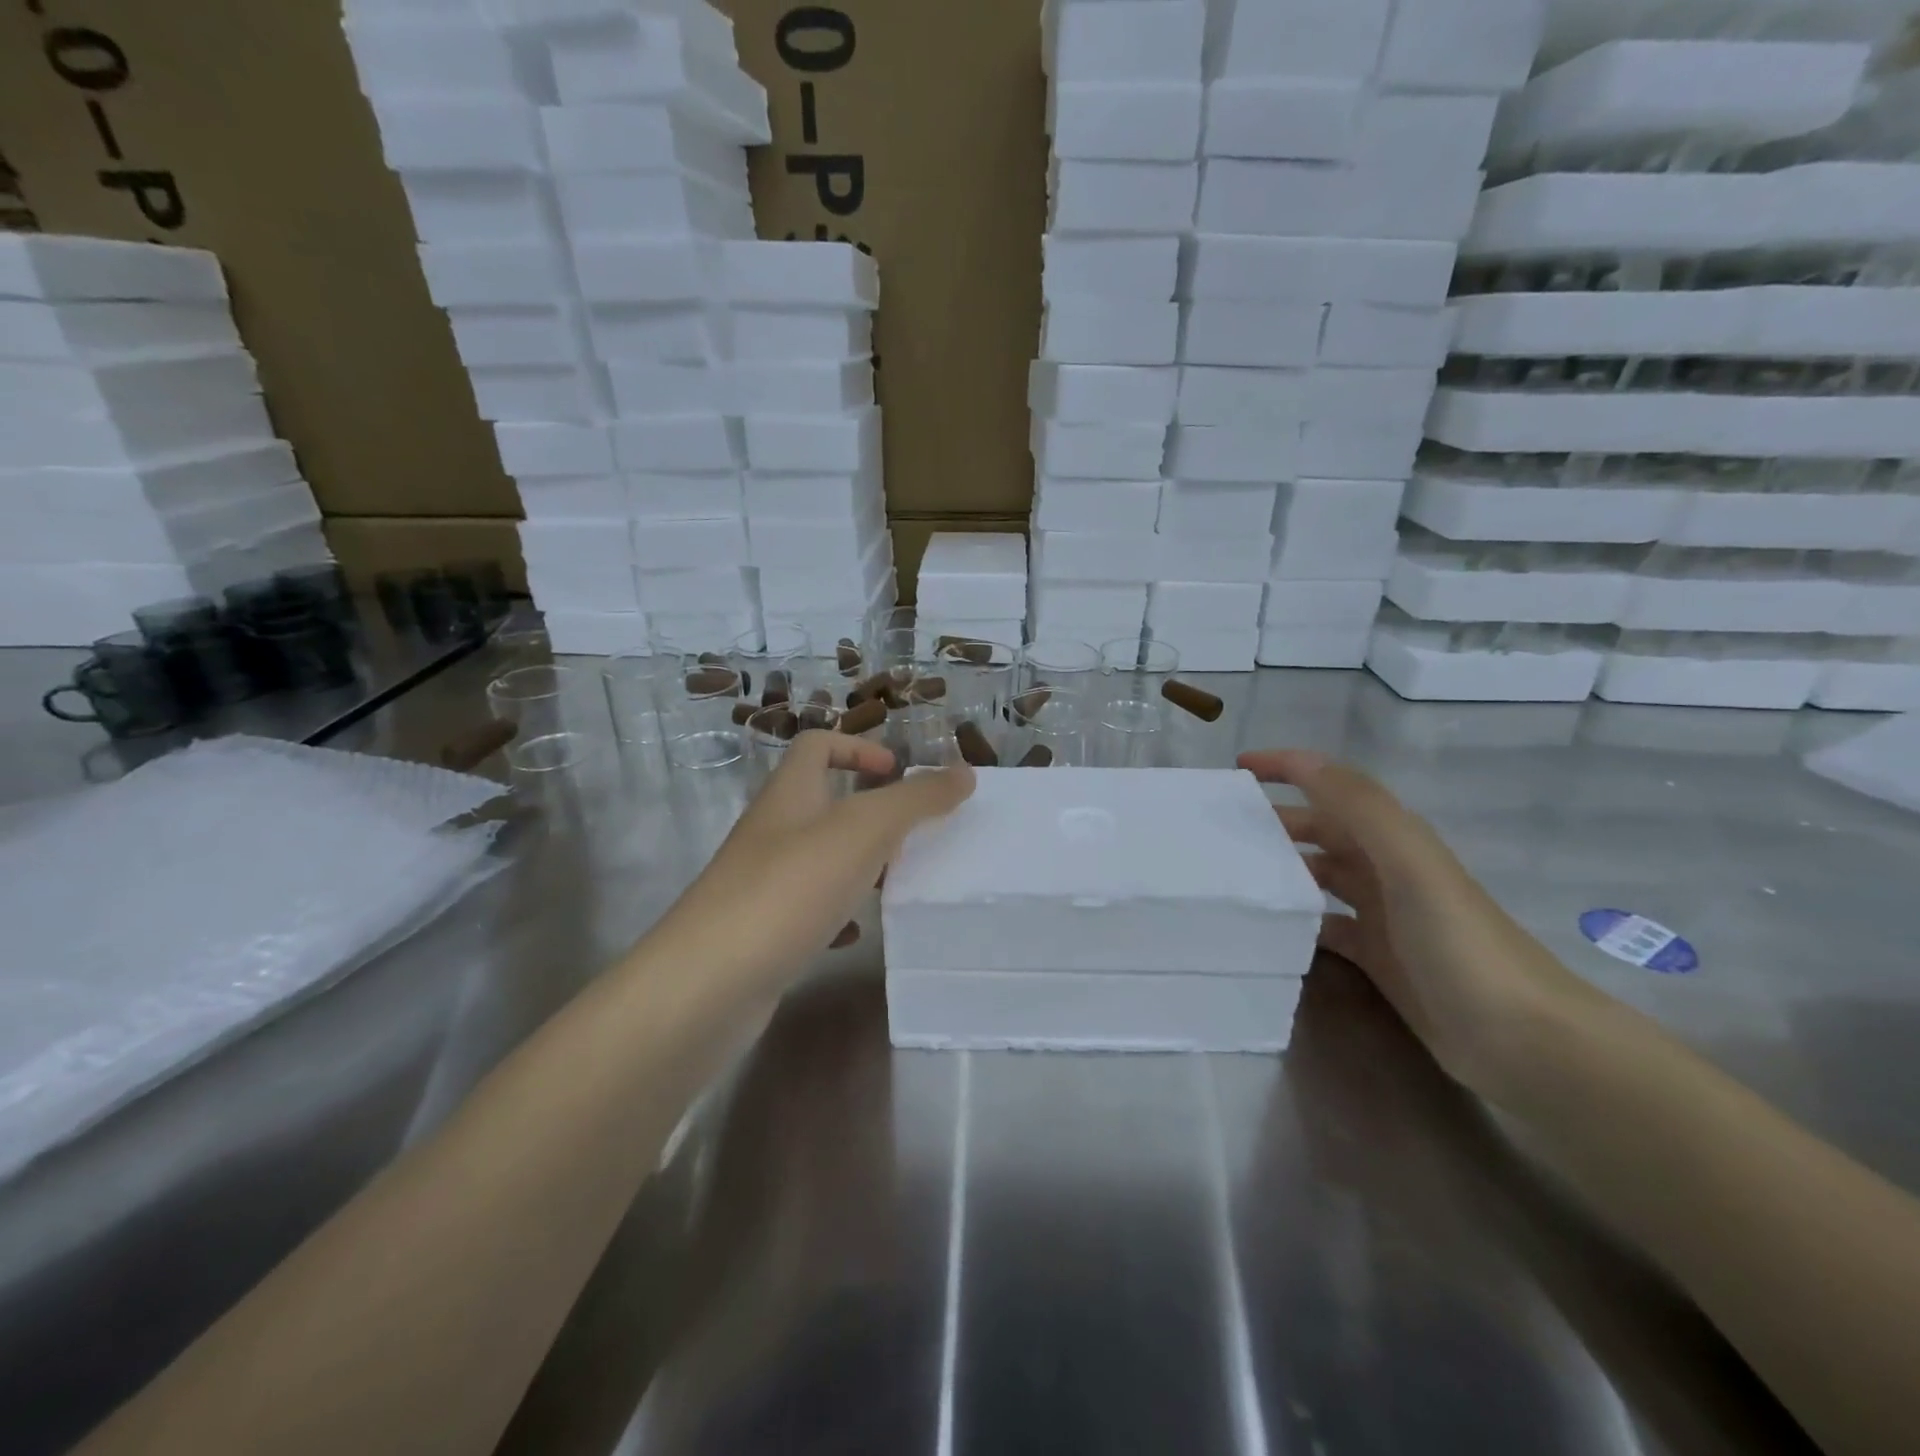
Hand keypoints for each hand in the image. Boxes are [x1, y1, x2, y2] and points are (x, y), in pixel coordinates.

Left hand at [656, 733, 973, 996]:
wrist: (709, 984)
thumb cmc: (790, 889)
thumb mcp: (864, 831)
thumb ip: (917, 799)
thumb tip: (965, 772)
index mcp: (790, 795)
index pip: (817, 745)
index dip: (859, 747)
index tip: (899, 774)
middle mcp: (772, 833)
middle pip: (822, 803)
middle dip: (870, 813)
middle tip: (914, 835)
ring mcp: (763, 884)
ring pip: (820, 859)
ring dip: (860, 865)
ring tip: (899, 882)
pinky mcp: (762, 932)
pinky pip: (808, 911)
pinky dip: (838, 915)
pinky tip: (858, 934)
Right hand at [1240, 749, 1586, 1099]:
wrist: (1525, 1041)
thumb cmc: (1461, 943)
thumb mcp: (1411, 864)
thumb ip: (1361, 808)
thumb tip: (1303, 760)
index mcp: (1395, 839)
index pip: (1334, 786)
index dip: (1289, 768)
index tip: (1238, 766)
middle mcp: (1387, 870)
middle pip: (1322, 830)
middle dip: (1275, 820)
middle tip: (1220, 827)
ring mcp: (1383, 916)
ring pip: (1320, 877)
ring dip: (1282, 868)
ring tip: (1232, 873)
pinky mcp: (1379, 958)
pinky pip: (1326, 927)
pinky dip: (1298, 921)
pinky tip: (1268, 927)